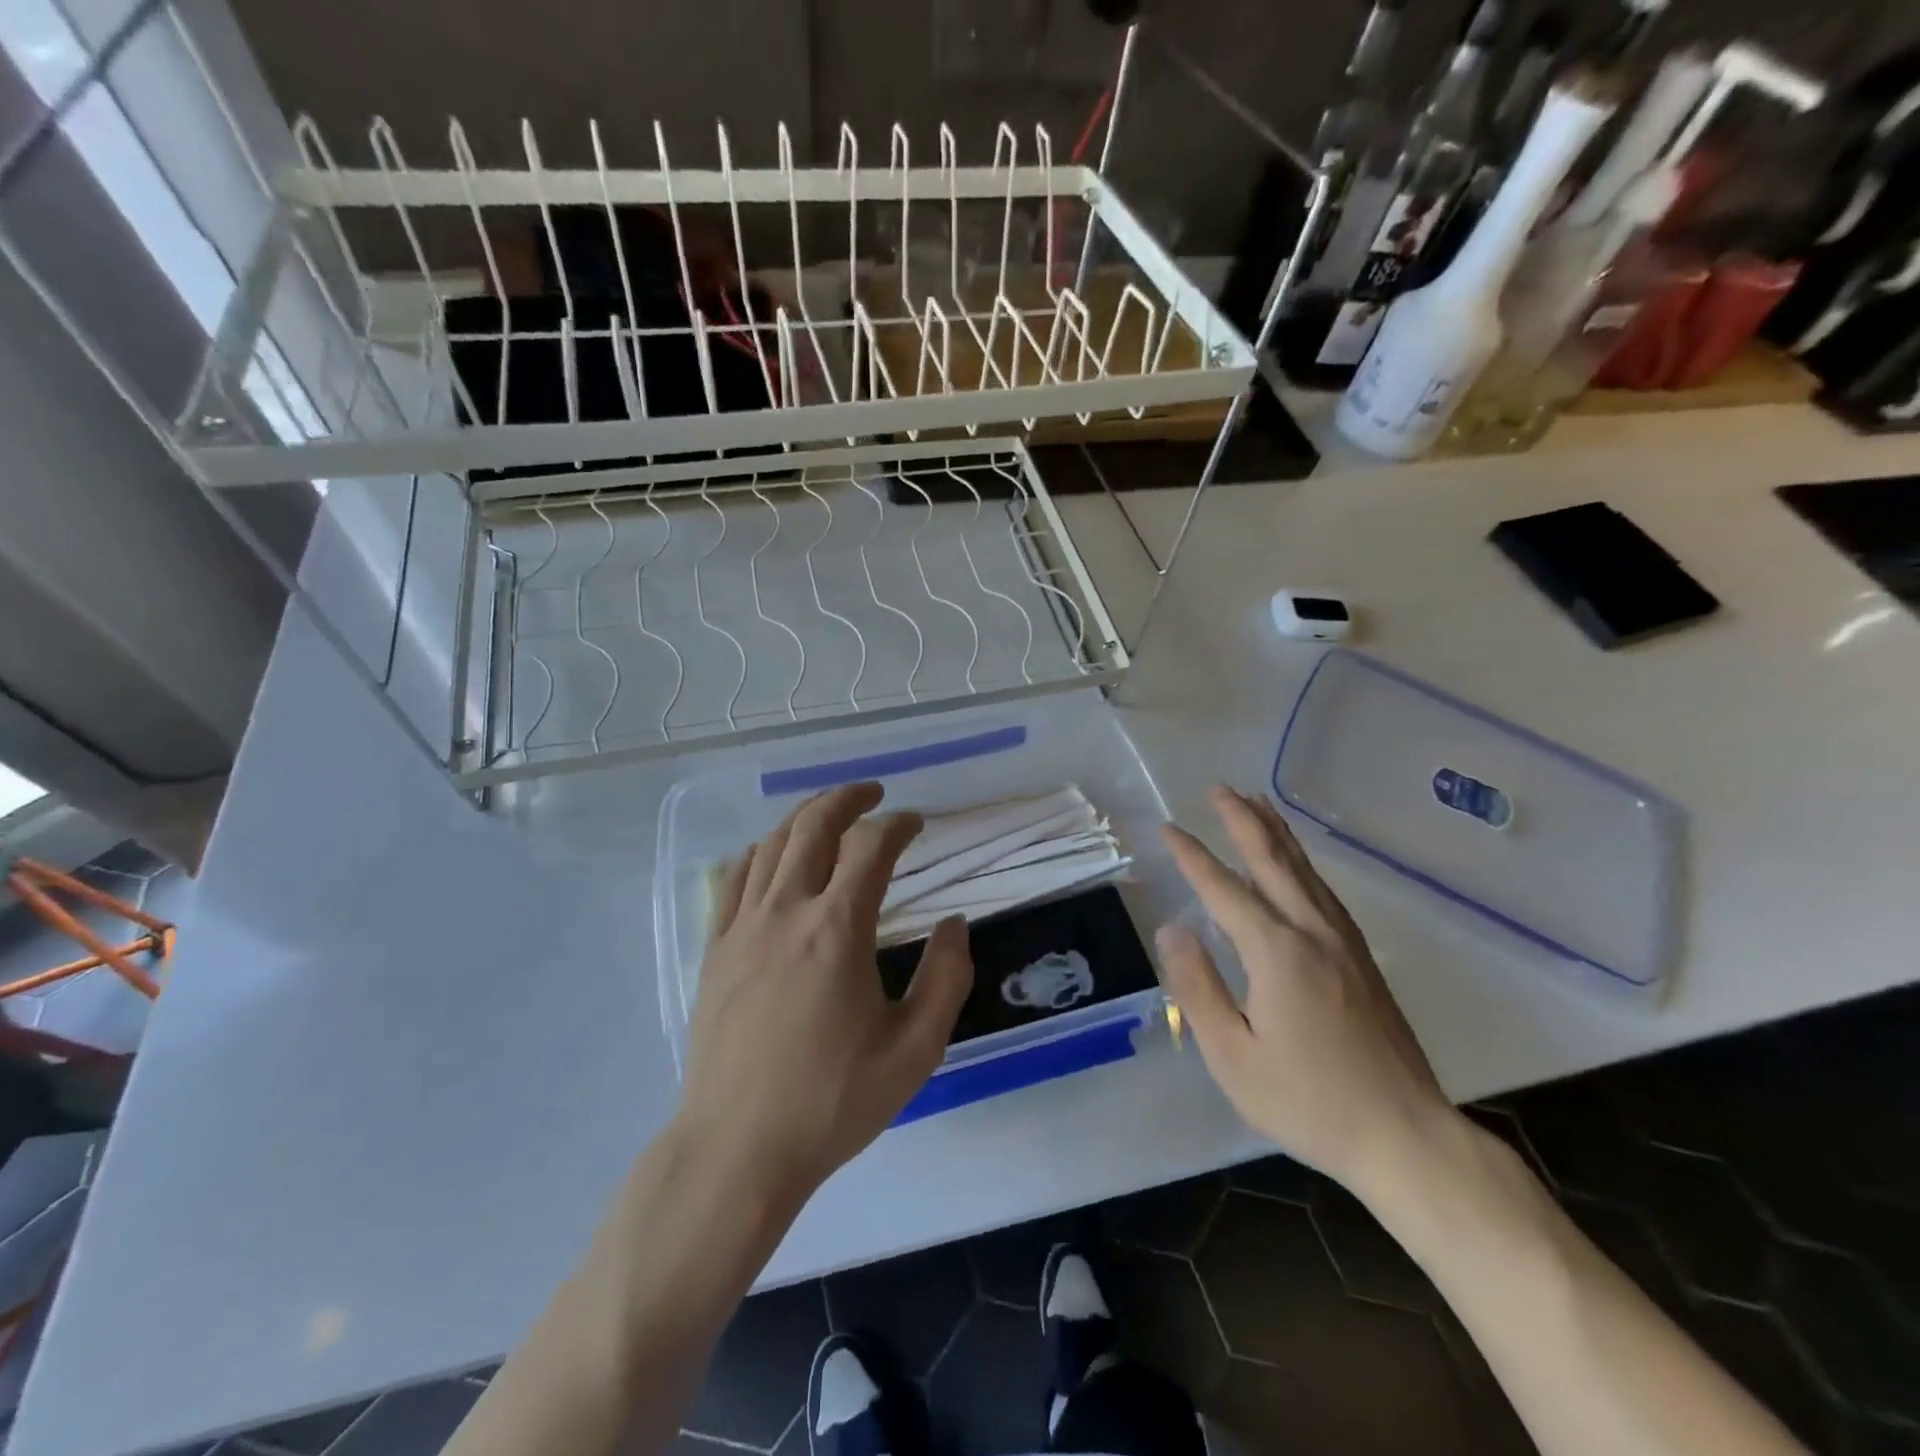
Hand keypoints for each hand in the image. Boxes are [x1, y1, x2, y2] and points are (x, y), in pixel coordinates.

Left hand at [678, 783, 972, 1208]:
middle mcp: (785, 913)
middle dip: (847, 799)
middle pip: (813, 826)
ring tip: (829, 815)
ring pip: (771, 845)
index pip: (871, 848)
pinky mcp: (715, 950)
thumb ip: (947, 977)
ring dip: (804, 818)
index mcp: (836, 930)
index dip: (898, 825)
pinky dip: (761, 852)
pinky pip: (735, 879)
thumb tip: (954, 923)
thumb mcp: (915, 1049)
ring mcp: (742, 928)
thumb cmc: (832, 1101)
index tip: (917, 823)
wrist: (738, 1150)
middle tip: (873, 793)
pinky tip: (773, 857)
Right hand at [1156, 787, 1455, 1198]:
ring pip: (1304, 871)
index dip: (1192, 856)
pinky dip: (1303, 863)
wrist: (1406, 1137)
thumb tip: (1174, 929)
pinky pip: (1324, 891)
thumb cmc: (1308, 1102)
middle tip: (1219, 788)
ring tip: (1256, 803)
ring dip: (1276, 833)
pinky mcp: (1362, 959)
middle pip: (1273, 861)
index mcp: (1277, 952)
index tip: (1167, 828)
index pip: (1224, 889)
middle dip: (1242, 821)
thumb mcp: (1233, 1056)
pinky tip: (1297, 863)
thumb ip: (1198, 987)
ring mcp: (1344, 943)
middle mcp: (1312, 932)